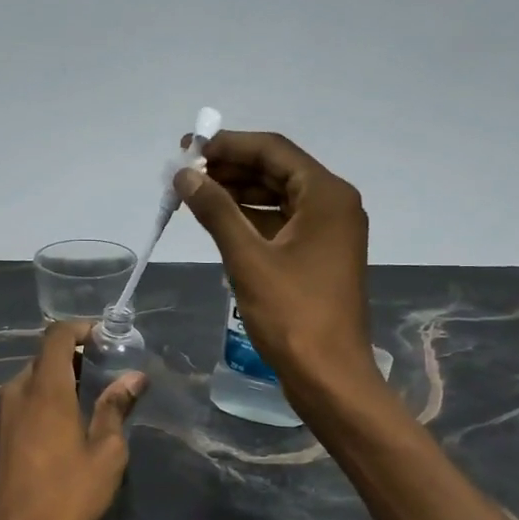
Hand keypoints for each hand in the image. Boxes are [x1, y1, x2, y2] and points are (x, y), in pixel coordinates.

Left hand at [0, 321, 146, 519]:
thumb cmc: (67, 497)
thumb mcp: (105, 454)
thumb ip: (116, 409)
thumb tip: (134, 378)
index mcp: (45, 391)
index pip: (57, 337)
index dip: (81, 328)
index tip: (105, 337)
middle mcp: (16, 393)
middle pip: (43, 358)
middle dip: (73, 357)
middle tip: (103, 371)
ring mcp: (0, 416)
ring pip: (29, 381)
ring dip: (56, 380)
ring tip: (86, 400)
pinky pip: (19, 403)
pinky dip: (41, 401)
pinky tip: (60, 427)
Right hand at [177, 131, 376, 392]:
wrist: (329, 374)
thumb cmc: (292, 314)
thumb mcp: (248, 258)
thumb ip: (216, 211)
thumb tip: (185, 176)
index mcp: (326, 196)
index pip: (273, 151)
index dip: (228, 145)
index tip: (188, 149)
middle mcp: (333, 205)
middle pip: (277, 171)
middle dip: (230, 169)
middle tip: (185, 174)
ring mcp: (328, 233)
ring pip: (278, 198)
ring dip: (238, 194)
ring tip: (194, 196)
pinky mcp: (319, 257)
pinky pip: (282, 224)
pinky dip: (251, 220)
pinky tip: (219, 223)